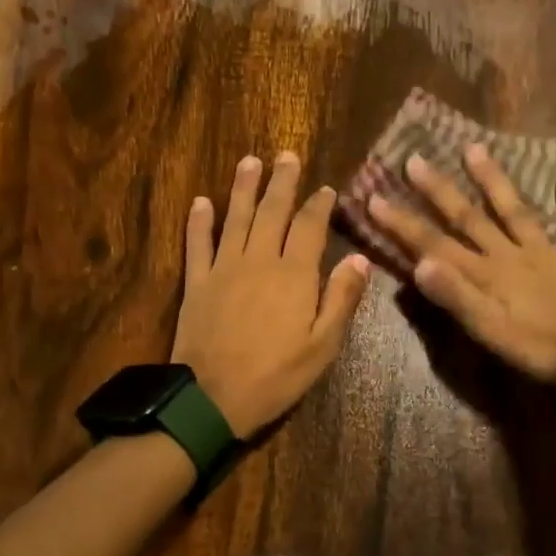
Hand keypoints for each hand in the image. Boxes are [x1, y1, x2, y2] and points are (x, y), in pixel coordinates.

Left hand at [171, 152, 370, 436]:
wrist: (213, 399)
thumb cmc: (276, 376)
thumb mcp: (323, 346)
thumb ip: (341, 299)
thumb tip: (359, 258)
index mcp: (294, 275)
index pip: (310, 227)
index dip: (319, 205)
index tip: (326, 189)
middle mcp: (259, 260)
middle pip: (272, 211)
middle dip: (282, 182)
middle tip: (286, 156)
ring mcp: (223, 268)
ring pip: (235, 218)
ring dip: (243, 188)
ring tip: (250, 161)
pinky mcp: (196, 283)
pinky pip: (197, 243)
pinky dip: (199, 221)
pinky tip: (201, 201)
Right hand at [366, 145, 555, 386]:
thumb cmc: (538, 349)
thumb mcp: (488, 331)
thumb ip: (455, 297)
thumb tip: (419, 263)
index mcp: (486, 274)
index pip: (435, 244)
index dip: (404, 223)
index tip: (375, 197)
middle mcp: (510, 255)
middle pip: (470, 218)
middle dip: (439, 190)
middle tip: (414, 160)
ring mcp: (546, 253)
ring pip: (516, 211)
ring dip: (495, 181)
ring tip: (475, 149)